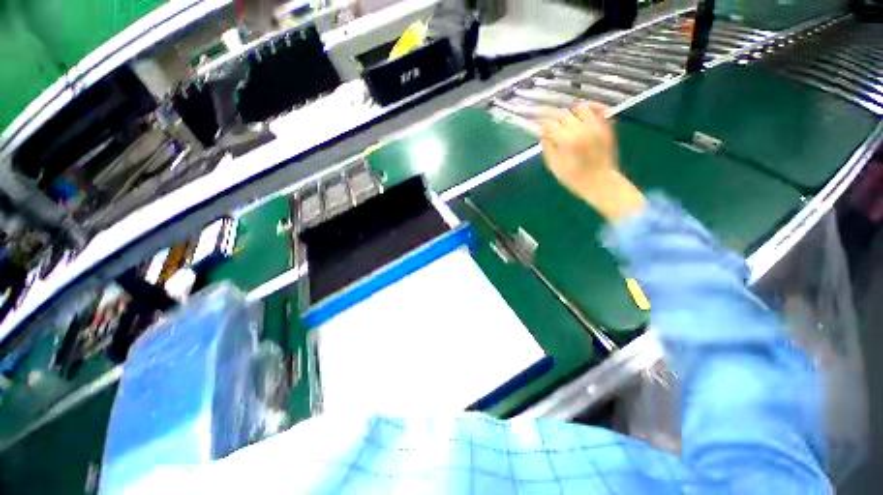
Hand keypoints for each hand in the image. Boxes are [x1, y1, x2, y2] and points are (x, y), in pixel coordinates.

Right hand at [540, 101, 644, 222]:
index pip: (551, 125)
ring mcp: (596, 126)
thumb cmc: (575, 179)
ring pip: (579, 108)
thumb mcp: (555, 167)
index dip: (543, 126)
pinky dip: (589, 106)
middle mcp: (582, 129)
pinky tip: (582, 110)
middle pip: (563, 115)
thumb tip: (544, 135)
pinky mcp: (605, 126)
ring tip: (565, 120)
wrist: (601, 182)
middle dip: (554, 119)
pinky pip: (598, 109)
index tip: (539, 129)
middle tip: (550, 125)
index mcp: (568, 141)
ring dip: (569, 112)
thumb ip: (548, 149)